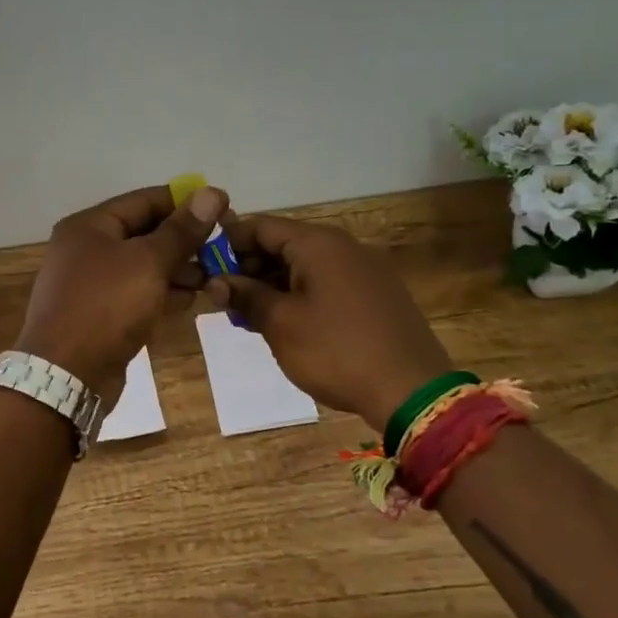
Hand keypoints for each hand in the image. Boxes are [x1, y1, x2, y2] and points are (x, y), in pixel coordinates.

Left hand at [16, 183, 228, 402]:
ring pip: (143, 266)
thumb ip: (182, 230)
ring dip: (177, 269)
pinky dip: (161, 293)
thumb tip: (213, 192)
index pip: (145, 200)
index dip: (185, 203)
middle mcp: (86, 248)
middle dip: (184, 241)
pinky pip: (136, 294)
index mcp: (90, 225)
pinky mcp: (99, 314)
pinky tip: (190, 300)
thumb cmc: (106, 307)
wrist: (65, 376)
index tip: (224, 210)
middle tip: (222, 249)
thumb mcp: (148, 262)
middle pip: (144, 233)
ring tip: (212, 276)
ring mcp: (91, 284)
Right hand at [209, 216, 451, 429]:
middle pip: (284, 244)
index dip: (228, 244)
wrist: (412, 391)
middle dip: (250, 268)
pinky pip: (328, 283)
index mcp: (318, 244)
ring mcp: (365, 270)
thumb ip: (246, 296)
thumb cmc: (336, 350)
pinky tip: (287, 323)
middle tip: (225, 300)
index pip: (260, 226)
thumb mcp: (281, 324)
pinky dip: (301, 295)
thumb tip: (217, 281)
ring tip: (250, 316)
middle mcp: (343, 246)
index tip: (205, 268)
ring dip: (274, 285)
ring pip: (306, 266)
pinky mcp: (377, 295)